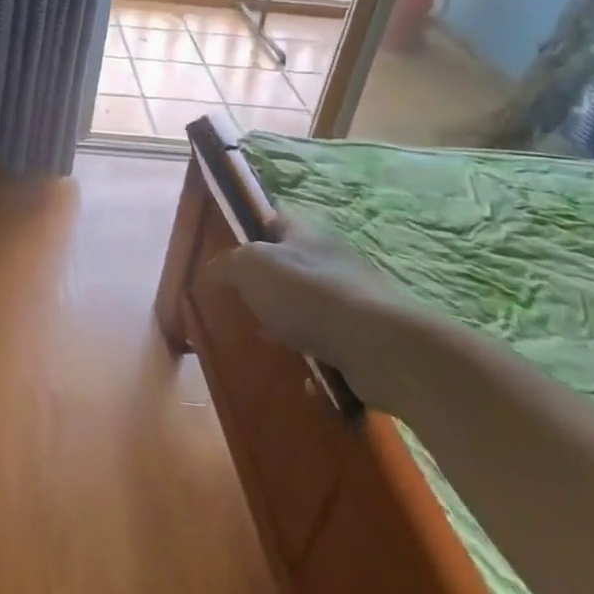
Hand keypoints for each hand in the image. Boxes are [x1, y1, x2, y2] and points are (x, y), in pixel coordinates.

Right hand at [213, 220, 429, 413]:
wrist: (380, 346)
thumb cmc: (307, 294)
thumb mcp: (250, 267)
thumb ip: (226, 264)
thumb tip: (213, 270)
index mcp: (305, 234)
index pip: (274, 218)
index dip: (253, 227)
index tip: (233, 247)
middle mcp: (331, 259)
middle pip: (292, 263)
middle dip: (269, 283)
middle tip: (245, 302)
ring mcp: (354, 298)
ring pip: (312, 305)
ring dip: (292, 322)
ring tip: (270, 341)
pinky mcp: (369, 336)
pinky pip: (334, 343)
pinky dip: (318, 357)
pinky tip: (305, 375)